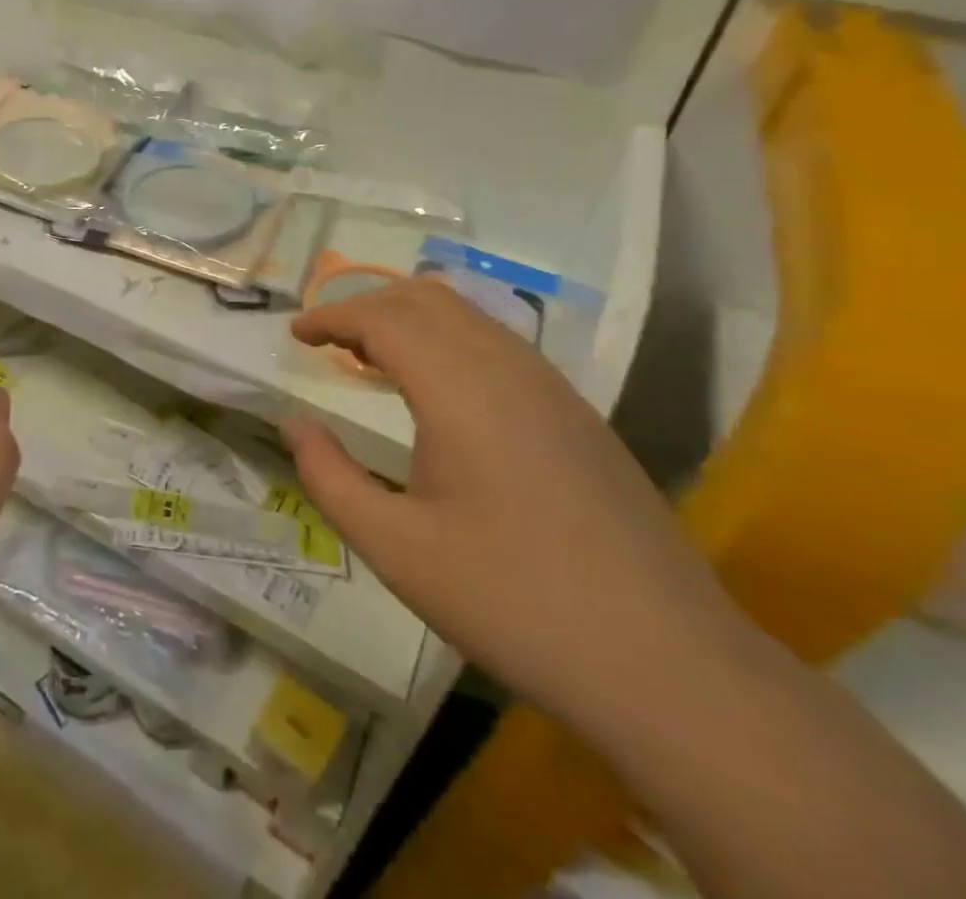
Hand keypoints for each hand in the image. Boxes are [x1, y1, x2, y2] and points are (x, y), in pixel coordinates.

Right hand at [284, 275, 747, 727]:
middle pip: (425, 298)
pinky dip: (448, 341)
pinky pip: (499, 345)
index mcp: (460, 389)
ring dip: (410, 320)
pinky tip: (438, 394)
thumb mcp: (396, 549)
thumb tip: (295, 425)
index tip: (295, 333)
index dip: (331, 316)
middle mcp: (508, 368)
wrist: (669, 667)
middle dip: (367, 306)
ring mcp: (553, 388)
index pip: (382, 317)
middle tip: (328, 341)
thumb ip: (329, 477)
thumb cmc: (513, 601)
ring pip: (467, 316)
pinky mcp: (578, 415)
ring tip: (372, 360)